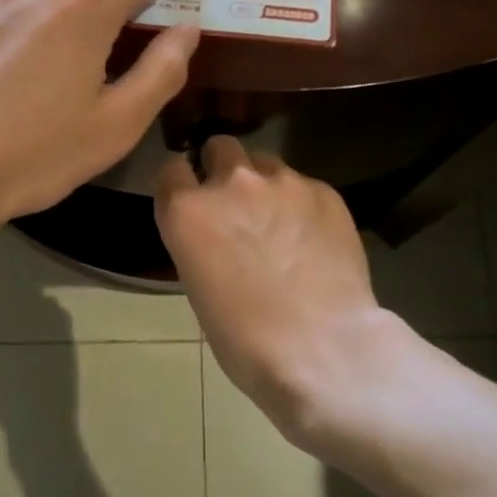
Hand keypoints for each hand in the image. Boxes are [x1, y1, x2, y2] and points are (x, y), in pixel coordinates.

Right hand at [157, 137, 395, 443]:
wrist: (322, 348)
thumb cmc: (245, 338)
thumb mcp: (199, 287)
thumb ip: (201, 242)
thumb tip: (217, 233)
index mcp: (187, 211)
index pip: (171, 169)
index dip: (181, 184)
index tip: (190, 201)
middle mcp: (231, 183)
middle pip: (220, 147)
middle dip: (223, 169)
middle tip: (237, 205)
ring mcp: (283, 182)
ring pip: (265, 163)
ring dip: (264, 184)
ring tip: (280, 221)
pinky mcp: (325, 191)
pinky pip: (304, 185)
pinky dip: (302, 204)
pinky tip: (313, 238)